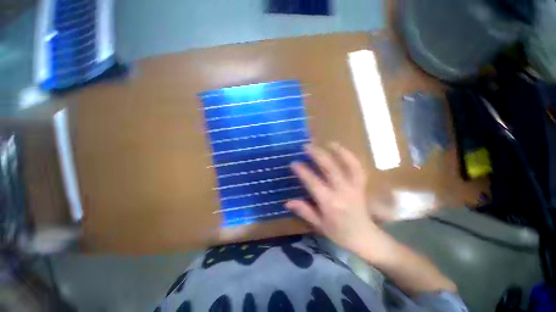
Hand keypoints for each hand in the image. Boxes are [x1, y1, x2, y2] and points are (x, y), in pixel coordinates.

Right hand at [285, 142, 386, 255]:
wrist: (366, 238)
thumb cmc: (340, 234)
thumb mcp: (319, 225)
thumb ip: (304, 211)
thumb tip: (287, 202)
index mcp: (330, 203)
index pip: (313, 182)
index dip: (302, 171)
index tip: (294, 163)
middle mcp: (342, 192)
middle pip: (330, 168)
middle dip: (317, 154)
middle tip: (306, 146)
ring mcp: (354, 186)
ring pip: (347, 164)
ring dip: (337, 151)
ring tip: (327, 142)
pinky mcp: (361, 185)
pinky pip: (357, 167)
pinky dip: (350, 156)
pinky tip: (342, 150)